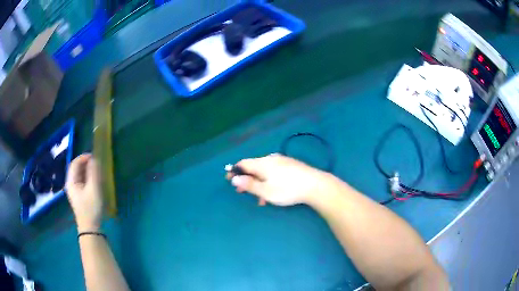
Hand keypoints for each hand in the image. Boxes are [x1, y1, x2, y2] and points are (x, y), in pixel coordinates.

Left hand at [65, 154, 103, 231]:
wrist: (90, 227)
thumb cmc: (91, 208)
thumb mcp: (94, 189)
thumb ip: (93, 173)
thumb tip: (94, 159)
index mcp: (71, 181)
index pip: (75, 163)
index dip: (83, 157)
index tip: (94, 156)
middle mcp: (70, 184)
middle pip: (76, 168)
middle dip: (85, 163)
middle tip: (96, 163)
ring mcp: (74, 190)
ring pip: (79, 175)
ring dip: (86, 170)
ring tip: (96, 170)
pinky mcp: (79, 195)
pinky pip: (81, 181)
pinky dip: (87, 177)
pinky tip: (94, 180)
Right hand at [227, 154, 338, 205]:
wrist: (315, 185)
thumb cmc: (288, 190)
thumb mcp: (266, 191)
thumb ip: (249, 184)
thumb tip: (234, 178)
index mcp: (262, 163)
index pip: (243, 163)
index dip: (234, 171)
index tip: (228, 179)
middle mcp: (271, 159)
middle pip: (253, 167)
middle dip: (247, 179)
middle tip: (242, 191)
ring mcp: (282, 161)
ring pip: (264, 171)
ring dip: (258, 183)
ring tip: (260, 199)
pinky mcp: (291, 165)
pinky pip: (274, 172)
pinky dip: (269, 181)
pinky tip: (273, 192)